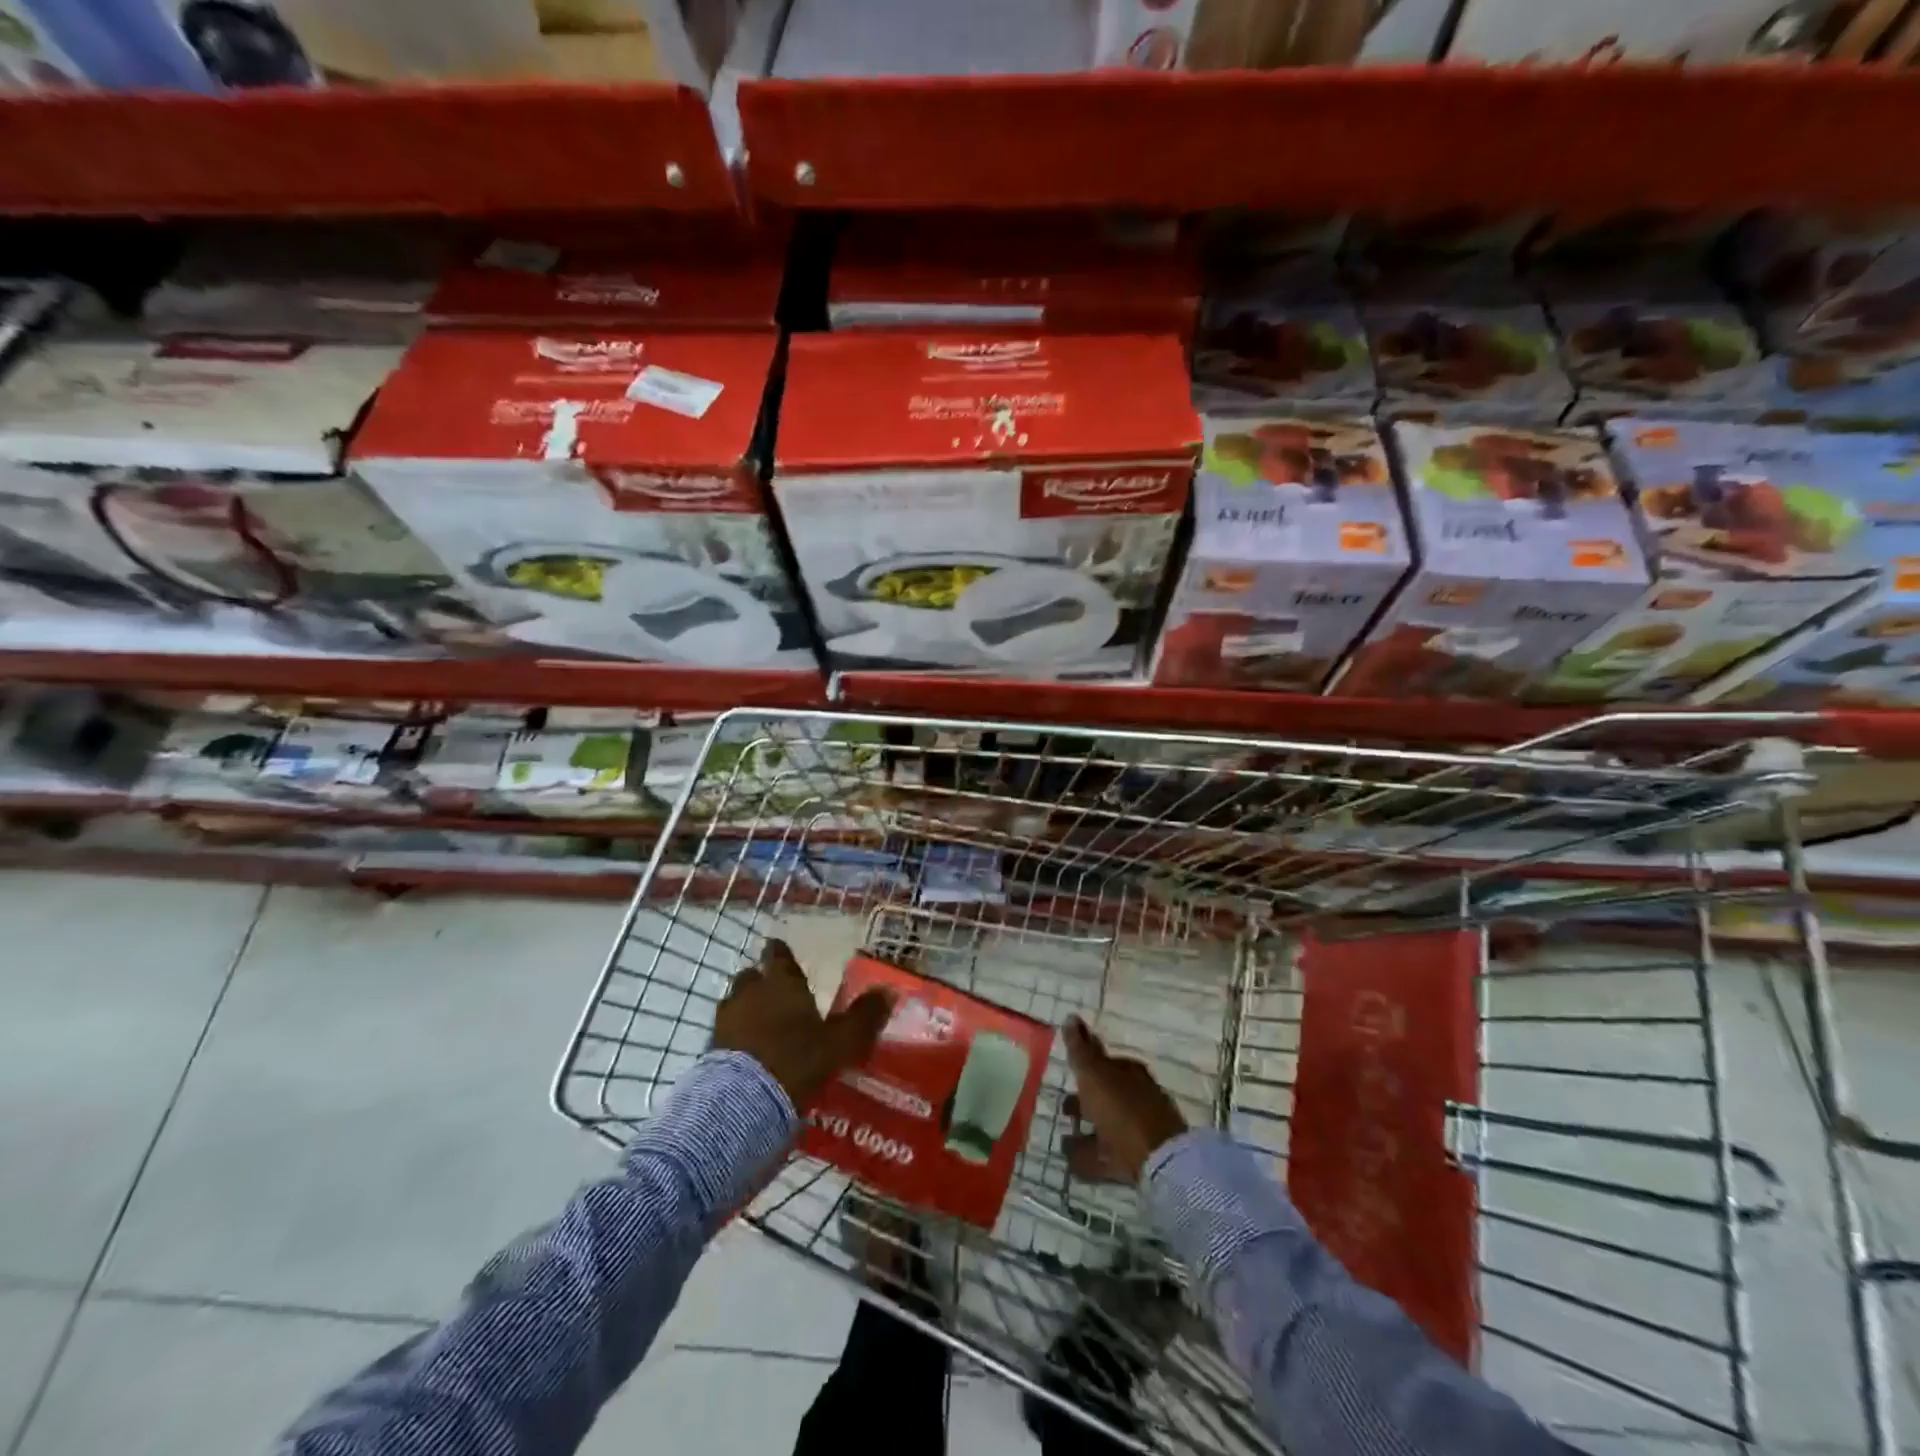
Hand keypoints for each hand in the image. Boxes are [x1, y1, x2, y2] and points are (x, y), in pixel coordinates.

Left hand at [713, 940, 892, 1110]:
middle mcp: (750, 994)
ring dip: (746, 1008)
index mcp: (782, 984)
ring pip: (735, 1003)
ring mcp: (726, 1021)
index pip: (778, 957)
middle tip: (775, 992)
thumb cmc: (797, 1060)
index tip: (779, 949)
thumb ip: (863, 1017)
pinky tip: (748, 1051)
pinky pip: (725, 1033)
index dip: (780, 953)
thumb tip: (888, 991)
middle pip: (751, 977)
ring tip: (760, 1024)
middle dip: (760, 981)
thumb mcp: (841, 1042)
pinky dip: (736, 1036)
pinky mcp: (710, 1049)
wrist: (742, 1102)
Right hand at [1061, 1016, 1188, 1184]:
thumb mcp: (1095, 1074)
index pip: (1105, 1061)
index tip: (1068, 1068)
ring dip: (1086, 1130)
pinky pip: (1107, 1155)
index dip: (1086, 1063)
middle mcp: (1137, 1097)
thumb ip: (1080, 1049)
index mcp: (1130, 1073)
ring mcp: (1139, 1130)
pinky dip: (1090, 1156)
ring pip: (1106, 1126)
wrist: (1159, 1161)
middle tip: (1063, 1107)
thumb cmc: (1122, 1109)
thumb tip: (1071, 1017)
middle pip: (1106, 1095)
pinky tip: (1071, 1161)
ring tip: (1063, 1137)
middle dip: (1084, 1099)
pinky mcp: (1138, 1160)